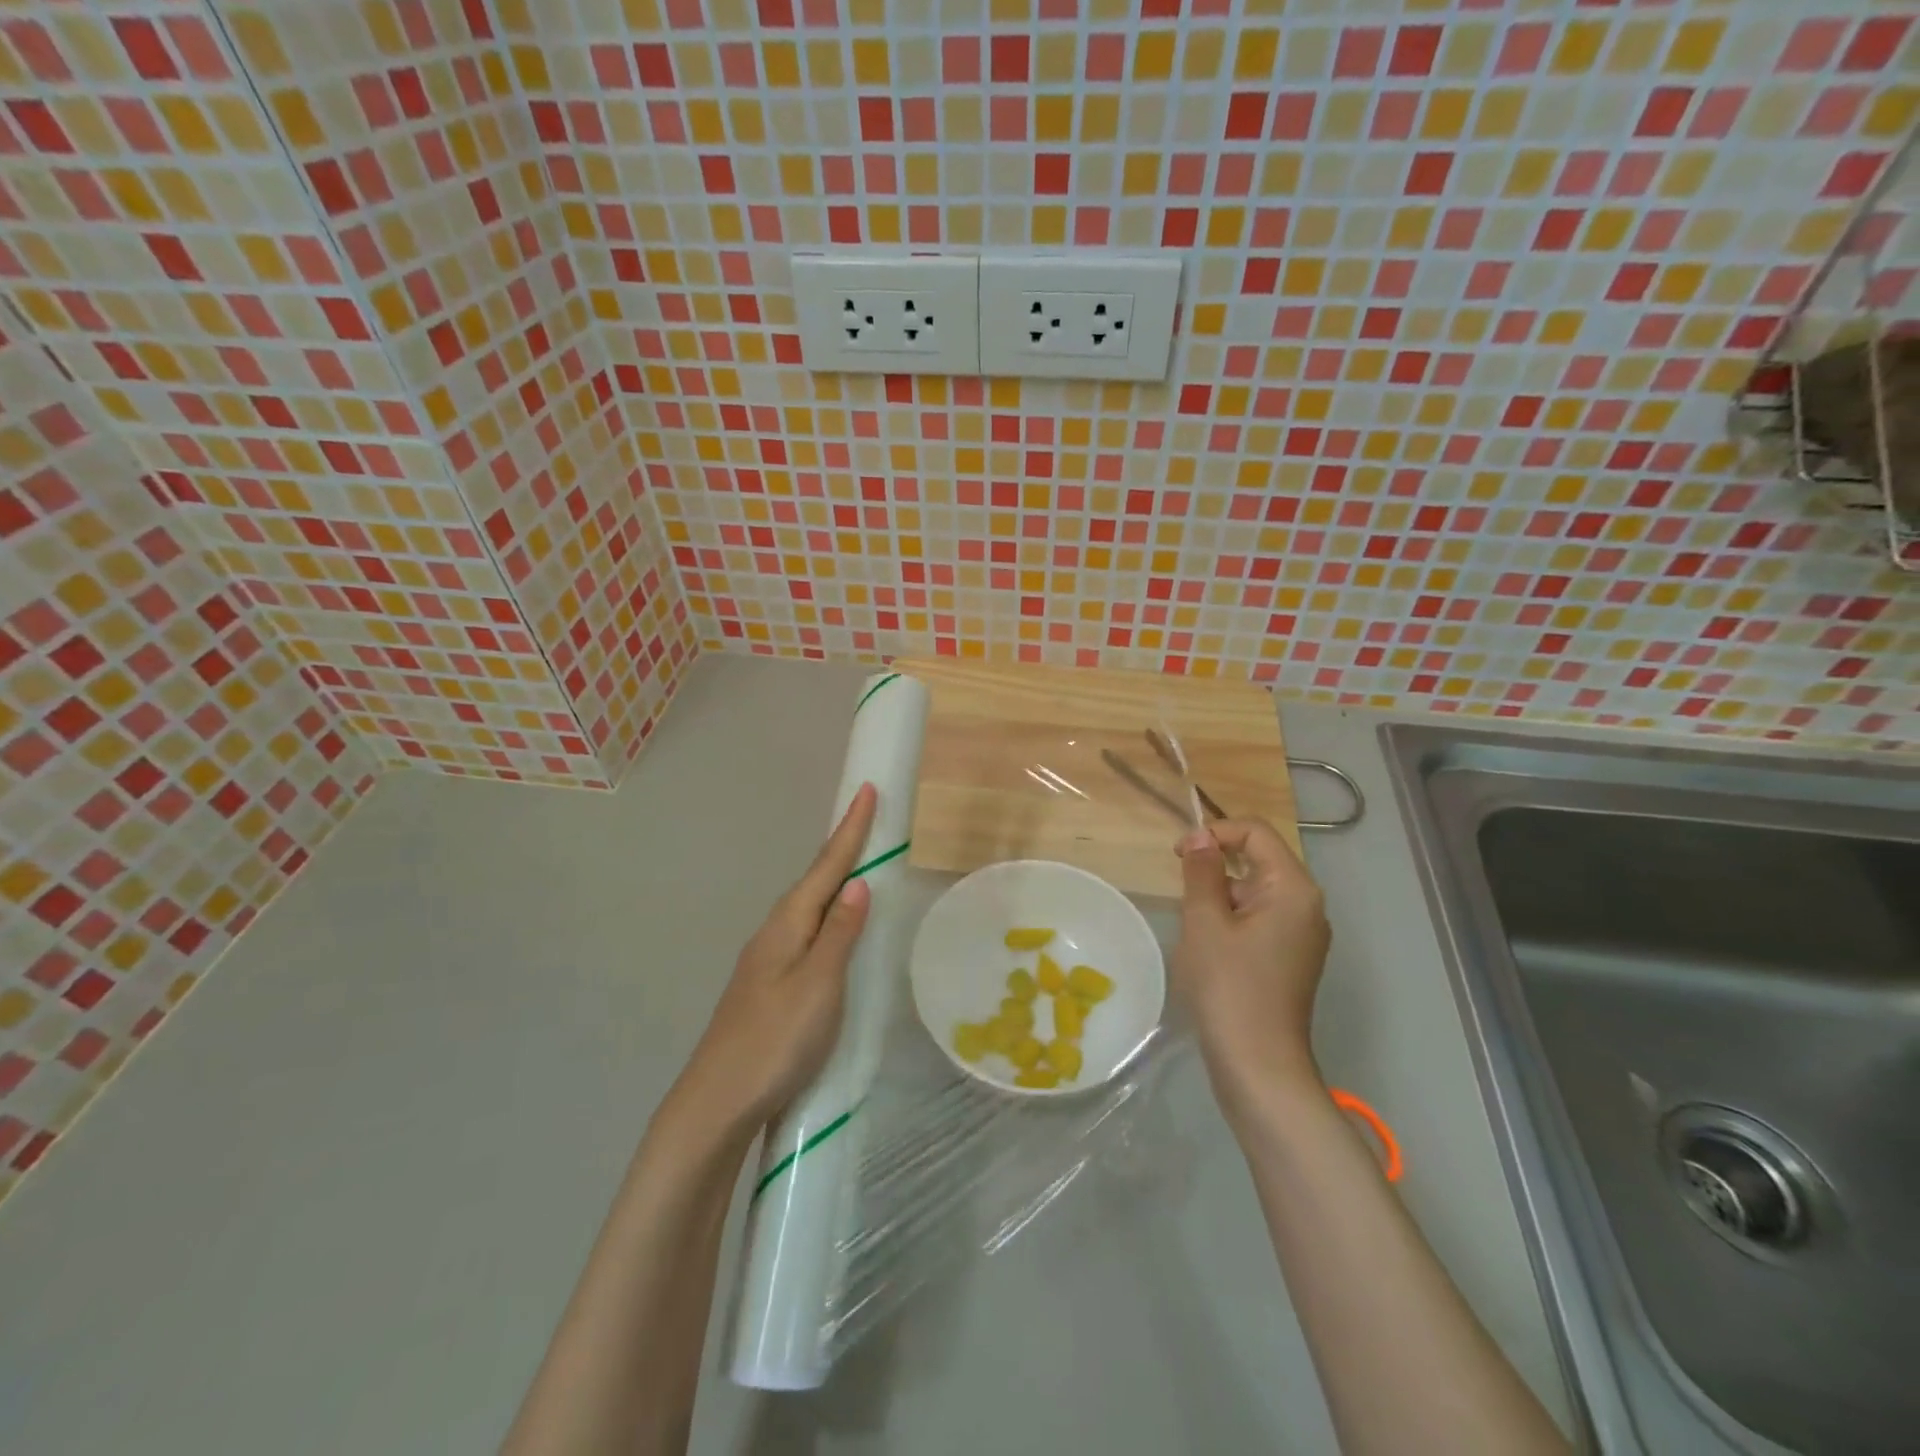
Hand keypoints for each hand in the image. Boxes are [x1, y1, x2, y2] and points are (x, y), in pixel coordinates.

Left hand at [667, 783, 877, 1138]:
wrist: (717, 1102)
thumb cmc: (775, 1040)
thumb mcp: (818, 985)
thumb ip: (839, 934)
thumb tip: (858, 884)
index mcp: (787, 925)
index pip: (826, 867)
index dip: (850, 830)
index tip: (865, 789)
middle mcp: (774, 933)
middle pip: (814, 881)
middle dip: (841, 848)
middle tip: (866, 820)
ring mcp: (767, 960)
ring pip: (808, 907)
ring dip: (833, 881)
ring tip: (857, 864)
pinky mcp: (768, 985)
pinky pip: (805, 932)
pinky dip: (826, 915)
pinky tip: (832, 929)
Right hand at [1173, 818, 1330, 1119]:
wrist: (1258, 1066)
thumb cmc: (1229, 987)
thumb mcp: (1205, 921)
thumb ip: (1202, 871)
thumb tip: (1201, 836)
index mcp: (1293, 889)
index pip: (1256, 832)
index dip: (1215, 832)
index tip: (1178, 855)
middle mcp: (1307, 905)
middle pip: (1259, 859)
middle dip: (1216, 866)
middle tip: (1183, 895)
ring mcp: (1302, 934)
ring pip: (1255, 891)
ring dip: (1220, 896)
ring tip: (1195, 928)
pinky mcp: (1291, 958)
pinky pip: (1260, 918)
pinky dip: (1232, 919)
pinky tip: (1210, 948)